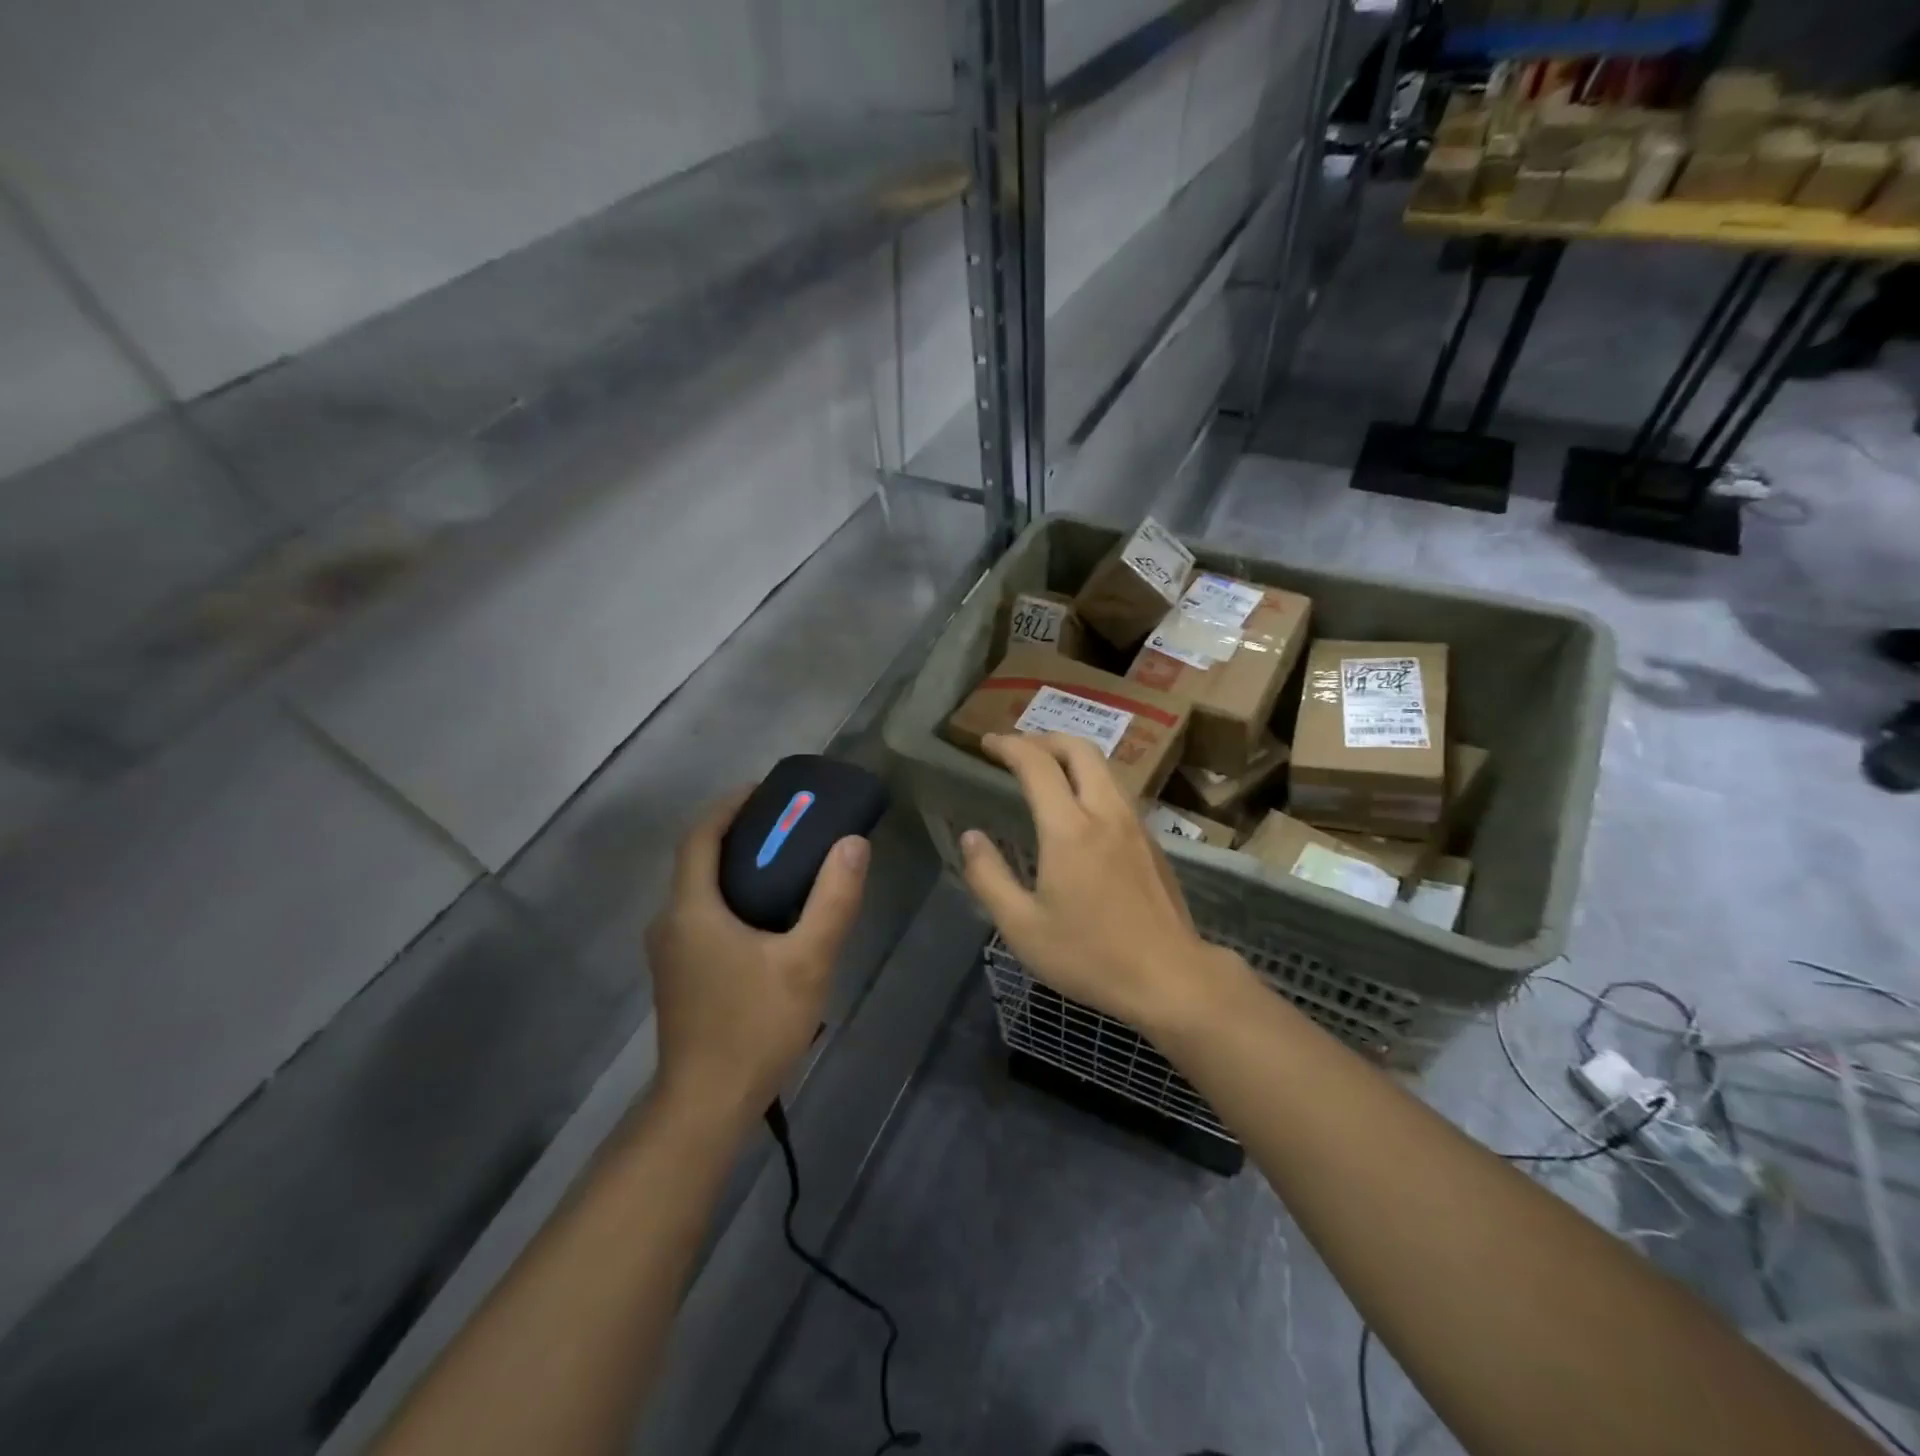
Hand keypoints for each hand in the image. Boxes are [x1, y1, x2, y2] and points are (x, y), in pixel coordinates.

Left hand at [646, 791, 869, 1127]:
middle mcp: (670, 923)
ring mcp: (670, 953)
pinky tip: (769, 917)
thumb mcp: (807, 961)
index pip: (700, 835)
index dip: (730, 805)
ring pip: (700, 891)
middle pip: (698, 859)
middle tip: (789, 825)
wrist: (706, 1106)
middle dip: (739, 833)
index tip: (767, 790)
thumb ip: (833, 900)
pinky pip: (703, 917)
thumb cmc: (754, 1027)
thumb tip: (853, 843)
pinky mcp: (679, 976)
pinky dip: (732, 898)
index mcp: (691, 910)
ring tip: (787, 864)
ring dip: (736, 867)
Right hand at [958, 733, 1246, 1034]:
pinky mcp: (1151, 841)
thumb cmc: (1090, 956)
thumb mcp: (1022, 927)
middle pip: (1079, 749)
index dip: (1010, 746)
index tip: (987, 743)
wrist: (1170, 977)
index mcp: (1069, 829)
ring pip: (1104, 767)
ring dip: (1071, 755)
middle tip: (1017, 748)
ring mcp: (1134, 825)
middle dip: (1044, 737)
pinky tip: (1080, 805)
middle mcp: (1105, 813)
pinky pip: (1117, 790)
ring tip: (1046, 768)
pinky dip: (1091, 778)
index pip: (1037, 765)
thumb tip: (970, 837)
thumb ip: (989, 877)